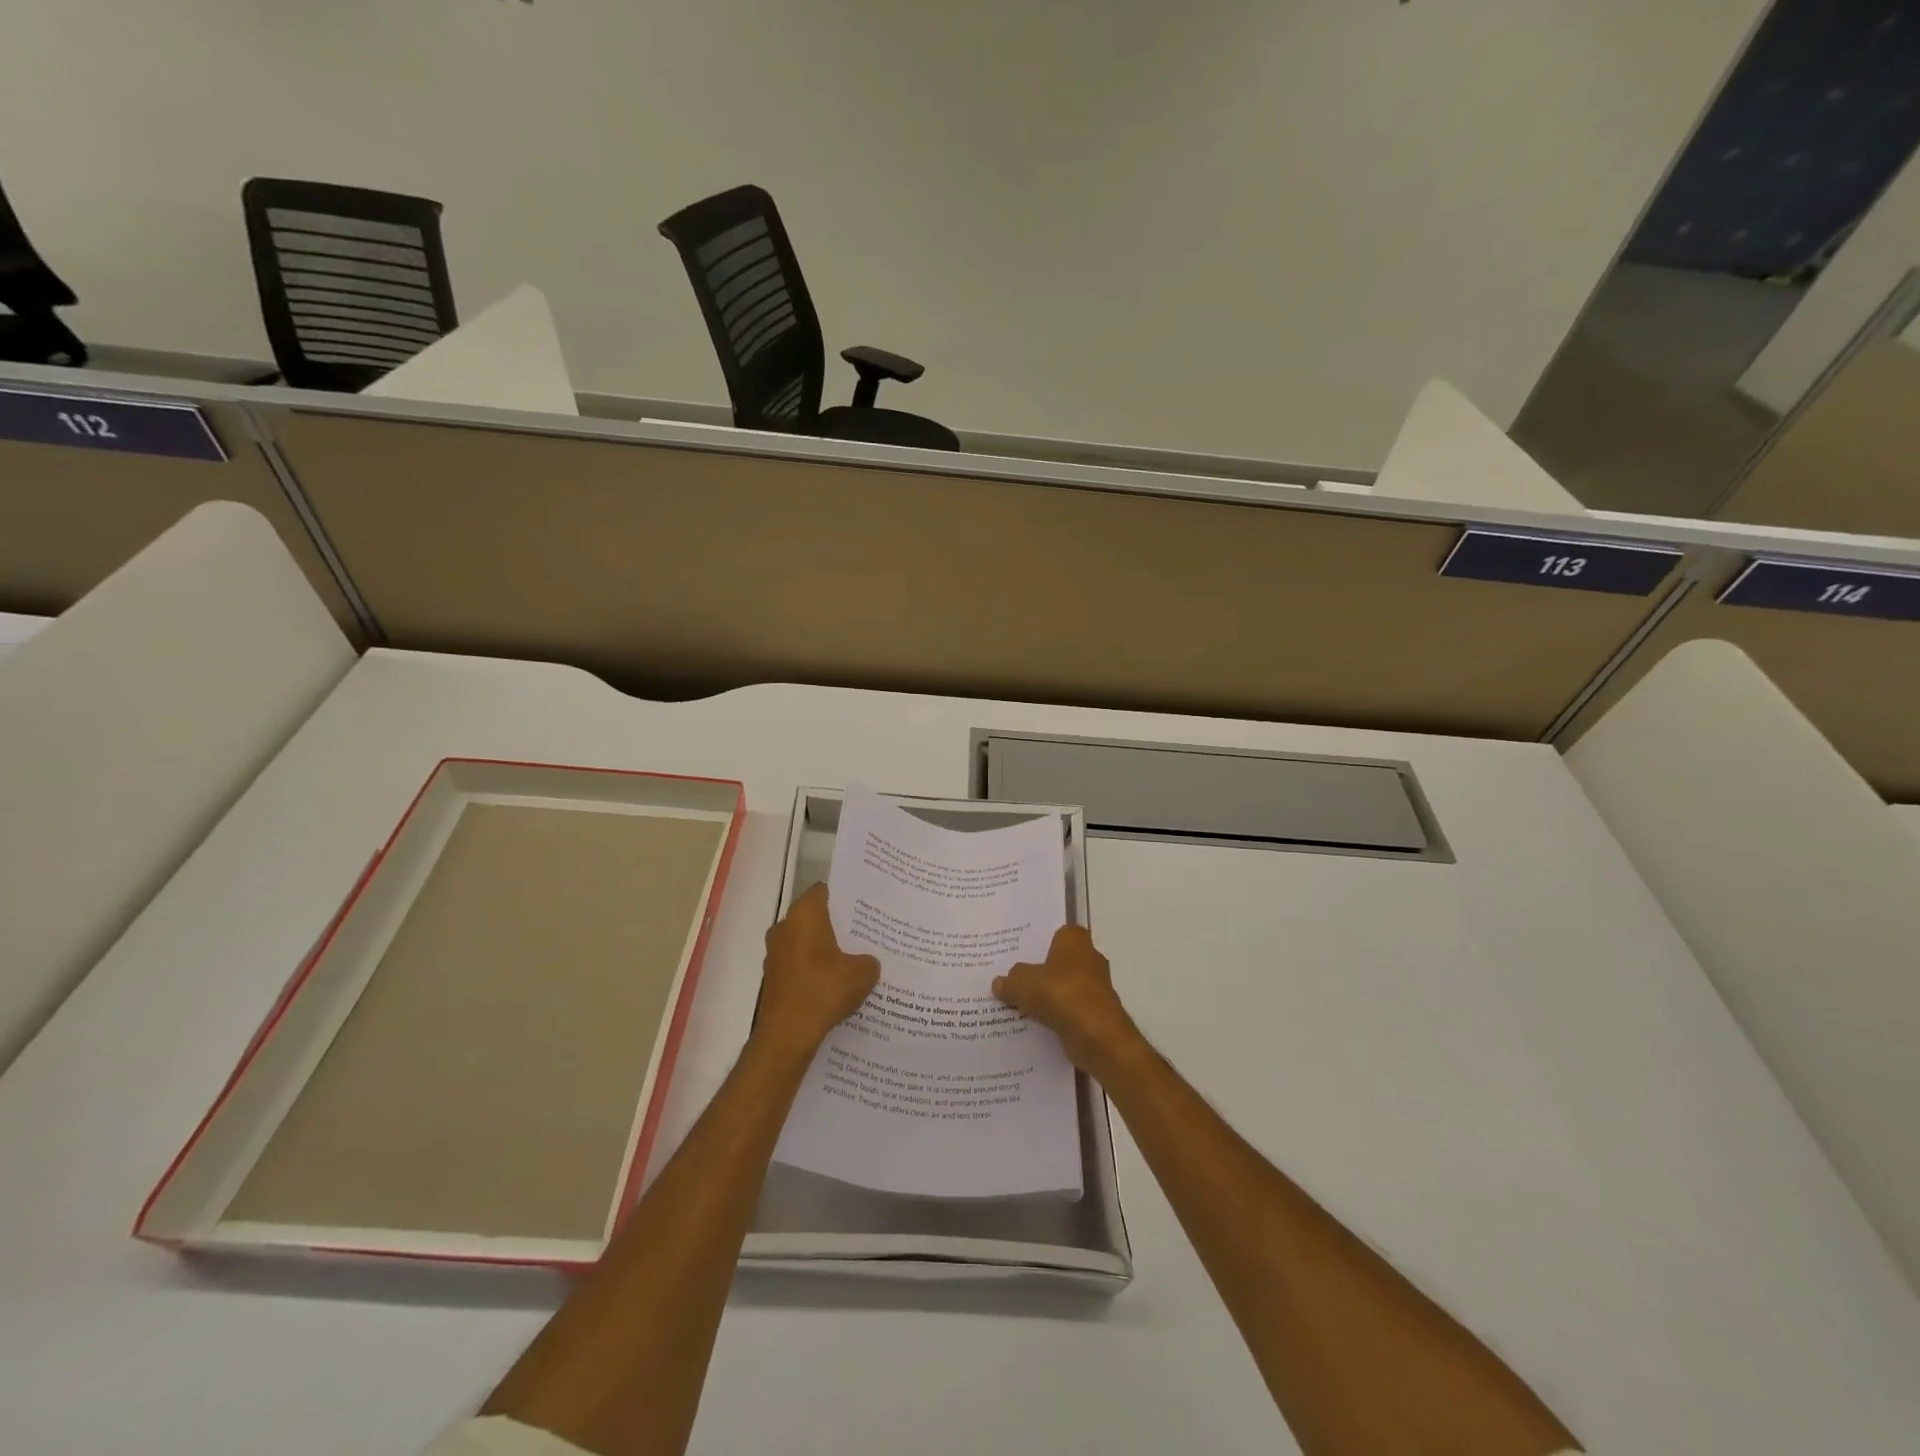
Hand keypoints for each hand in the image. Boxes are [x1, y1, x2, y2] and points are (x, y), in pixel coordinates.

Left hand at [754, 884, 879, 1058]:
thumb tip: (866, 962)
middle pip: (812, 917)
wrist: (787, 1035)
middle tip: (861, 932)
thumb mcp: (862, 974)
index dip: (842, 896)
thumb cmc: (824, 991)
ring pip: (803, 942)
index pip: (822, 891)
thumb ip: (869, 961)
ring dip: (821, 949)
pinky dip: (811, 970)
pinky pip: (797, 964)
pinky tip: (831, 984)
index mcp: (804, 915)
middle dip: (833, 924)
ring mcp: (774, 953)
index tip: (861, 905)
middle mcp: (784, 927)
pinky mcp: (772, 978)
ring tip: (849, 960)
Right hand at [993, 925, 1144, 1079]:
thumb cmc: (1060, 994)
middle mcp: (1090, 958)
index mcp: (1075, 940)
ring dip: (1049, 996)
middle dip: (1042, 971)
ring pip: (1066, 987)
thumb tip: (999, 982)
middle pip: (1060, 961)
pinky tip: (1036, 1024)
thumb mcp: (1022, 984)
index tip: (1021, 953)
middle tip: (1015, 979)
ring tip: (1020, 1004)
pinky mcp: (1098, 1013)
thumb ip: (1009, 981)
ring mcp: (1097, 987)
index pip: (1057, 933)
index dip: (1040, 942)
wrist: (1097, 1035)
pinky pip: (1071, 1010)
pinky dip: (1058, 1016)